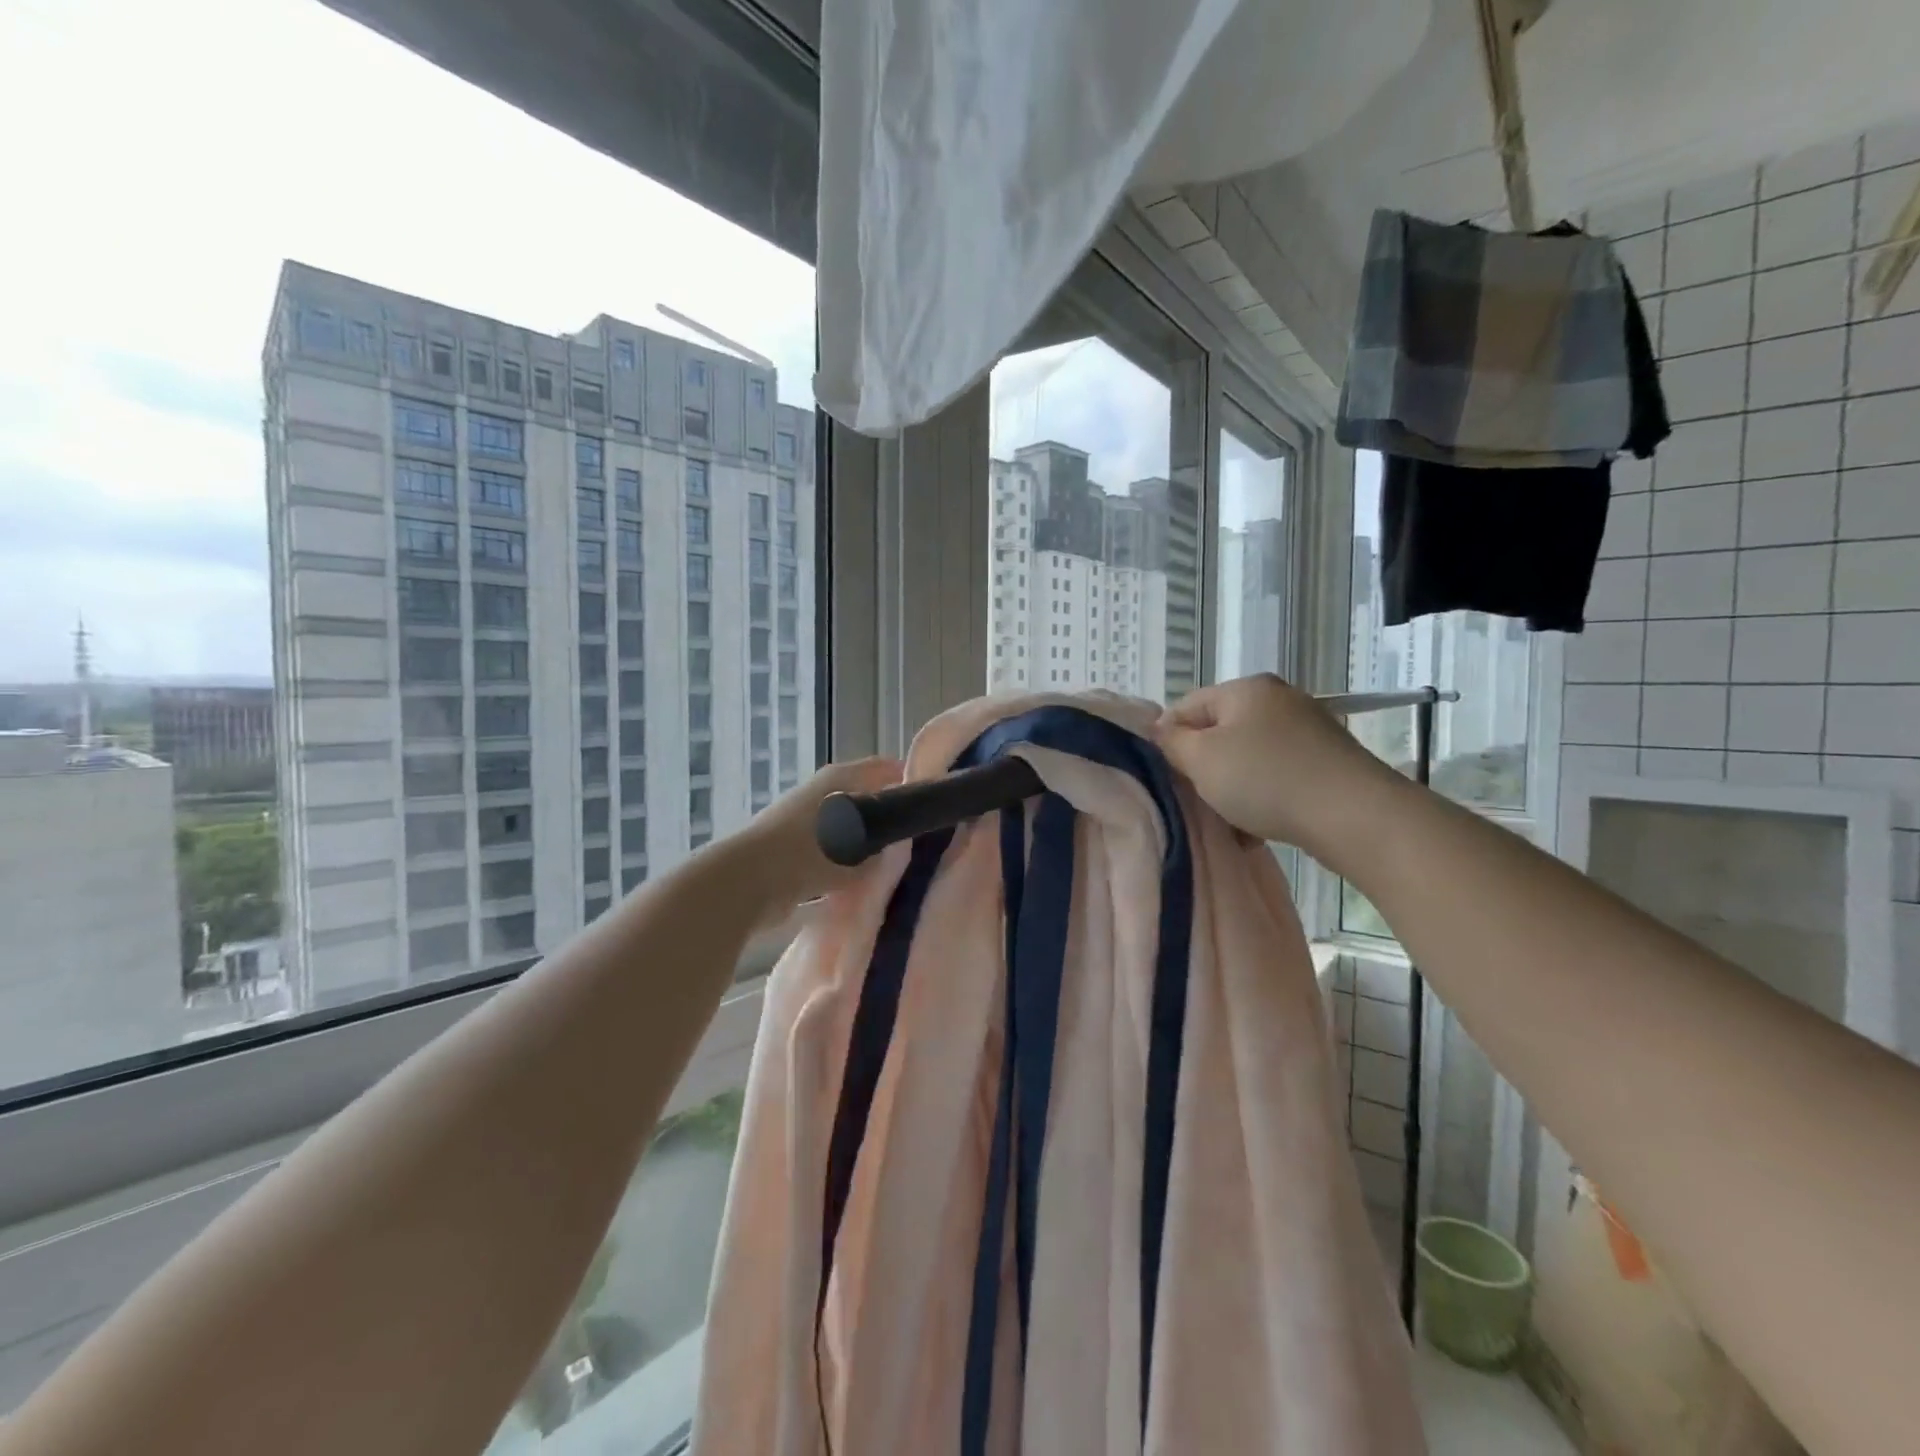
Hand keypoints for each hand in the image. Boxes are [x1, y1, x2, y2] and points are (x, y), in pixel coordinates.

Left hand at [729, 757, 905, 912]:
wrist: (744, 882)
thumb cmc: (806, 853)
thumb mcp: (859, 849)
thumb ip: (886, 846)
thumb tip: (900, 847)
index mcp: (841, 778)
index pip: (888, 769)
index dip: (913, 783)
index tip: (934, 806)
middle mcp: (823, 791)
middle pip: (869, 798)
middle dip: (891, 818)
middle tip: (918, 843)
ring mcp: (804, 818)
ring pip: (850, 827)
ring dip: (866, 846)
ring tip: (892, 869)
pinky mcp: (791, 847)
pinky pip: (830, 852)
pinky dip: (843, 865)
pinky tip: (859, 887)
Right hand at [1153, 675, 1404, 867]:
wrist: (1353, 815)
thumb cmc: (1266, 779)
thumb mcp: (1201, 759)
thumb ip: (1171, 742)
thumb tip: (1160, 730)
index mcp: (1245, 688)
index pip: (1185, 706)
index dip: (1167, 740)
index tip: (1164, 776)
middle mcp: (1278, 699)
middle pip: (1218, 733)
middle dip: (1202, 768)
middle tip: (1194, 799)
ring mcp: (1307, 730)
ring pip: (1247, 758)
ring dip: (1231, 788)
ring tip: (1229, 820)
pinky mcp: (1326, 762)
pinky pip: (1277, 775)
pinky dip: (1263, 797)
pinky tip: (1258, 827)